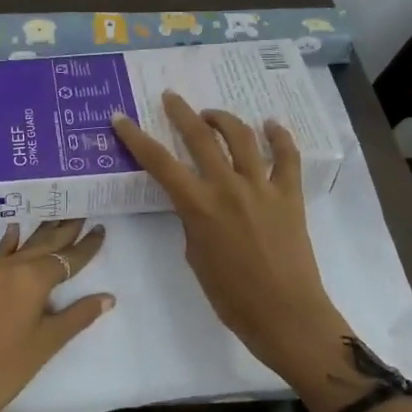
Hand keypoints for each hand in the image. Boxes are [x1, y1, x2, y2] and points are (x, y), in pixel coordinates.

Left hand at [0, 220, 112, 411]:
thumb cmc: (6, 369)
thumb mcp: (47, 342)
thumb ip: (78, 315)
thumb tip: (107, 297)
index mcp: (31, 278)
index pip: (66, 258)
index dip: (86, 246)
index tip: (100, 229)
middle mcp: (8, 268)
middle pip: (43, 244)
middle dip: (64, 230)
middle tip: (81, 210)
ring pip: (20, 247)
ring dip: (40, 233)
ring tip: (57, 215)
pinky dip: (10, 243)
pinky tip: (14, 230)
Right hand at [111, 93, 350, 392]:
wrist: (285, 314)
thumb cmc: (231, 297)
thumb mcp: (196, 257)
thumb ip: (193, 222)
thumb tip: (198, 204)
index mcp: (198, 206)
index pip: (159, 162)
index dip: (136, 137)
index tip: (121, 118)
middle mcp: (228, 187)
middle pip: (200, 137)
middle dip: (181, 112)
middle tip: (171, 97)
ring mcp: (262, 187)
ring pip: (242, 137)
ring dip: (223, 119)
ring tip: (212, 115)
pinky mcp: (291, 194)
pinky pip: (287, 156)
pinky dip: (279, 136)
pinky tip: (271, 125)